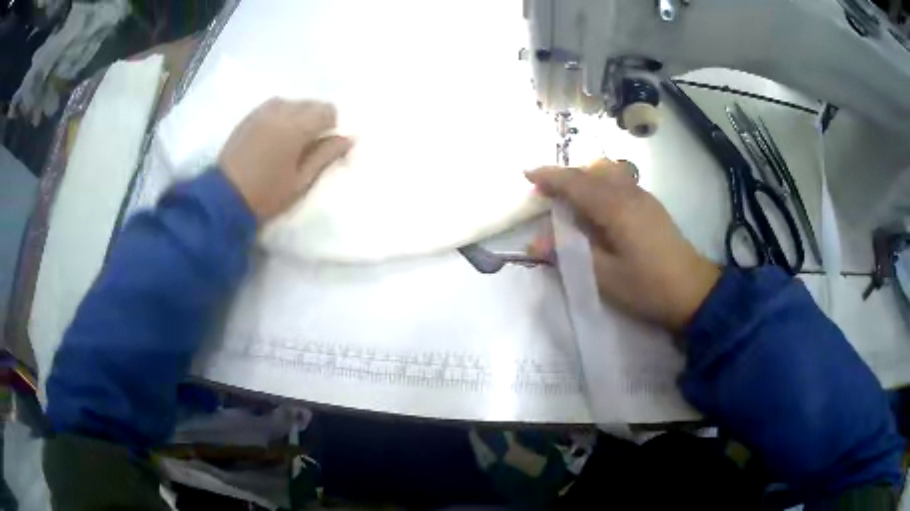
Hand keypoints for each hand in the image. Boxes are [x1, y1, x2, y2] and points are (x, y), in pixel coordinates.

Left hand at [218, 98, 352, 221]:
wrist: (223, 199)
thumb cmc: (266, 195)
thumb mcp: (301, 181)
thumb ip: (326, 155)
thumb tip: (350, 138)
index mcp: (296, 127)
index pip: (327, 110)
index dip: (331, 127)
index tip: (322, 146)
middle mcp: (280, 111)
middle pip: (310, 103)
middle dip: (315, 120)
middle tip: (306, 146)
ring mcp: (262, 112)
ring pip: (292, 103)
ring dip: (297, 116)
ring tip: (288, 140)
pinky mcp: (248, 117)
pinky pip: (274, 106)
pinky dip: (281, 116)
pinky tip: (273, 136)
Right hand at [526, 159, 719, 331]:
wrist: (693, 291)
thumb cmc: (648, 286)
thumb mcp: (604, 277)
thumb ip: (569, 254)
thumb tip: (534, 243)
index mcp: (616, 208)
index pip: (576, 182)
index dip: (550, 176)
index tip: (527, 175)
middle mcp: (629, 193)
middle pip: (592, 171)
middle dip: (565, 176)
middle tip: (545, 193)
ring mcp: (643, 197)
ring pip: (608, 173)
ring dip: (584, 178)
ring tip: (569, 199)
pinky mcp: (651, 206)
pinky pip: (619, 182)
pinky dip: (600, 184)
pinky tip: (597, 208)